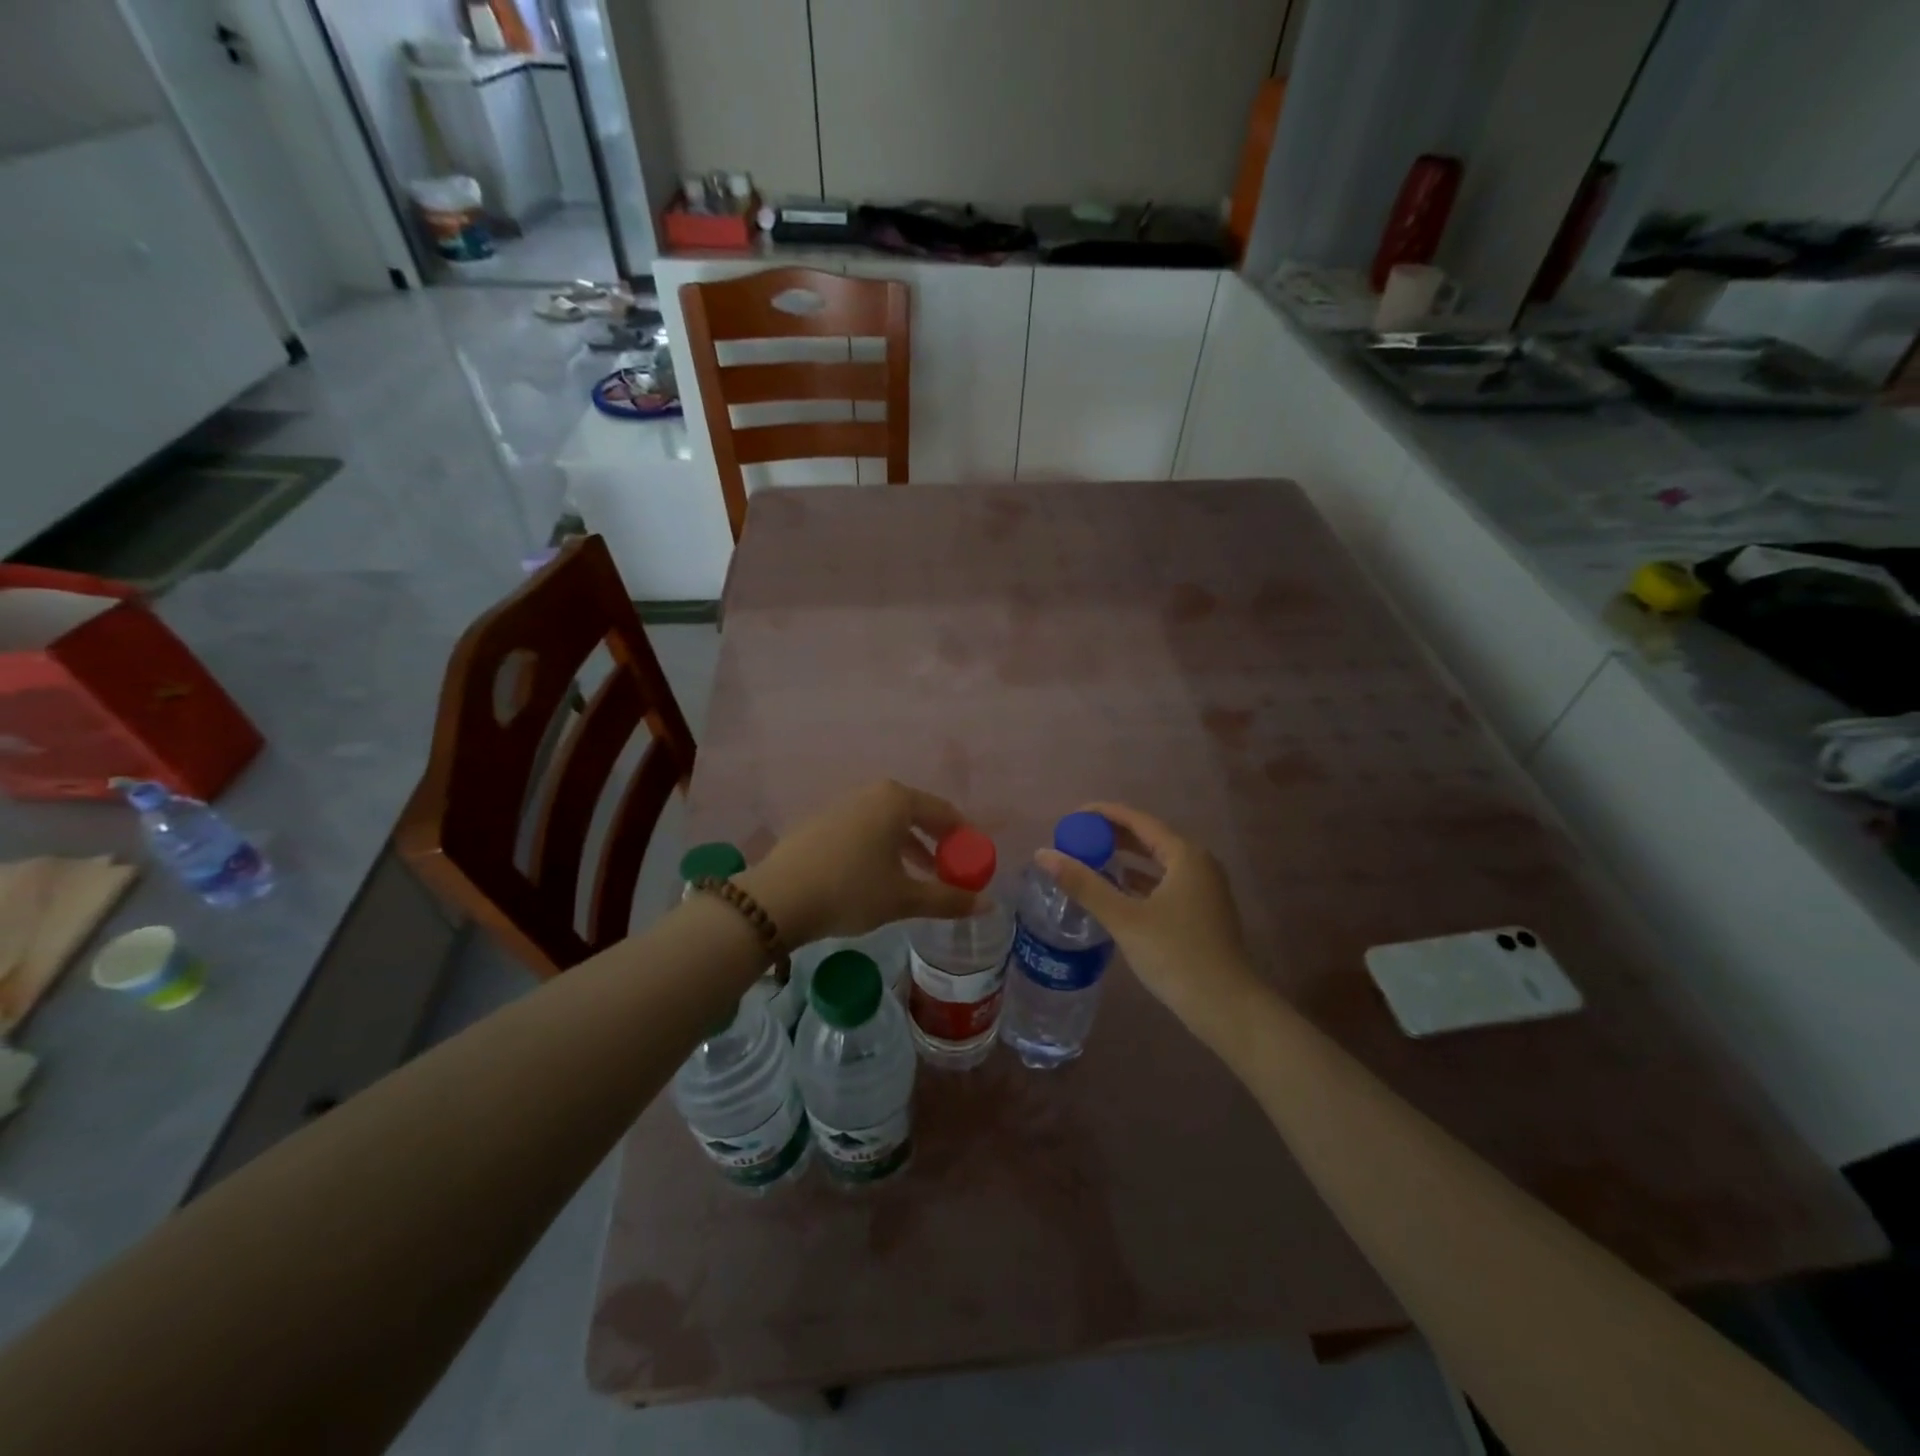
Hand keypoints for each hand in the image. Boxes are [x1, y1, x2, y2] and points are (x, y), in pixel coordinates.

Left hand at [737, 780, 978, 945]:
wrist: (778, 900)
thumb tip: (988, 904)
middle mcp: (870, 793)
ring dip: (908, 848)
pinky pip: (863, 829)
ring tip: (919, 878)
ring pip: (887, 823)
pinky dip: (880, 848)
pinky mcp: (820, 823)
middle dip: (936, 843)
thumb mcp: (904, 898)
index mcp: (896, 799)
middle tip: (950, 871)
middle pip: (915, 814)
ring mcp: (841, 805)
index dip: (964, 838)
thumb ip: (948, 898)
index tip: (975, 862)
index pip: (944, 812)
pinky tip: (878, 877)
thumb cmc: (851, 890)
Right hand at [1035, 802, 1261, 1032]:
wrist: (1226, 1007)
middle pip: (1148, 838)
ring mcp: (1203, 888)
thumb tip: (1042, 854)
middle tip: (1076, 839)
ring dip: (1124, 859)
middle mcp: (1198, 863)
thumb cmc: (1176, 955)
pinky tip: (1116, 890)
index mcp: (1184, 855)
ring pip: (1156, 862)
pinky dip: (1138, 881)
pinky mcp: (1201, 911)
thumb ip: (1084, 884)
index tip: (1072, 817)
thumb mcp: (1124, 918)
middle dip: (1112, 836)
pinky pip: (1163, 882)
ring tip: (1089, 860)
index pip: (1138, 820)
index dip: (1104, 814)